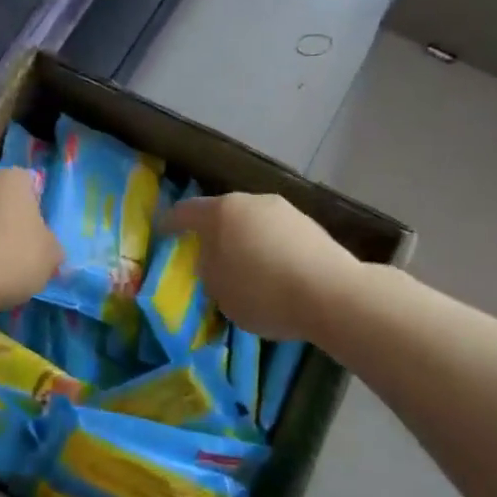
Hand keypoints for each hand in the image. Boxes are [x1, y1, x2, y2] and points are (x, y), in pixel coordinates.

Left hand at [0, 166, 62, 311]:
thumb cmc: (14, 257)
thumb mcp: (51, 256)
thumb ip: (52, 247)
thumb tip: (49, 250)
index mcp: (13, 179)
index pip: (30, 183)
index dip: (36, 207)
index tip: (39, 233)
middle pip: (1, 199)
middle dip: (8, 219)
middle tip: (19, 250)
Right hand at [160, 192, 357, 342]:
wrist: (332, 294)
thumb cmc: (263, 292)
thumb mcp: (219, 290)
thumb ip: (209, 269)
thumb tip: (213, 258)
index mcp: (221, 212)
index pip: (186, 212)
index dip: (171, 222)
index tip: (163, 231)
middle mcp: (252, 202)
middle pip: (223, 214)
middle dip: (213, 233)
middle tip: (206, 256)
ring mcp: (285, 211)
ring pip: (252, 224)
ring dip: (244, 241)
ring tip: (244, 269)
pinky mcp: (311, 227)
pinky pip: (277, 236)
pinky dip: (269, 250)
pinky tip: (273, 273)